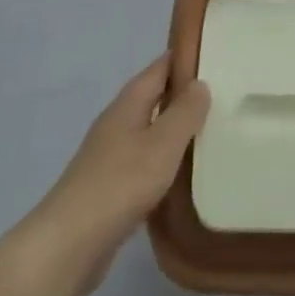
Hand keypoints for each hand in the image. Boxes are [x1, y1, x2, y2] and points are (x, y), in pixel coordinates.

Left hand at [24, 55, 210, 295]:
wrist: (70, 243)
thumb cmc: (120, 184)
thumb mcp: (162, 145)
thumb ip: (184, 113)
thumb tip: (200, 83)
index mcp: (128, 105)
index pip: (159, 68)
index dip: (184, 58)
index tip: (215, 52)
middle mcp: (116, 123)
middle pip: (153, 98)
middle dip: (184, 94)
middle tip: (225, 94)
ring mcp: (110, 156)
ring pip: (149, 131)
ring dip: (175, 129)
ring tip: (212, 132)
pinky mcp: (110, 187)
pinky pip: (144, 162)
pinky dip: (165, 161)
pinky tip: (184, 175)